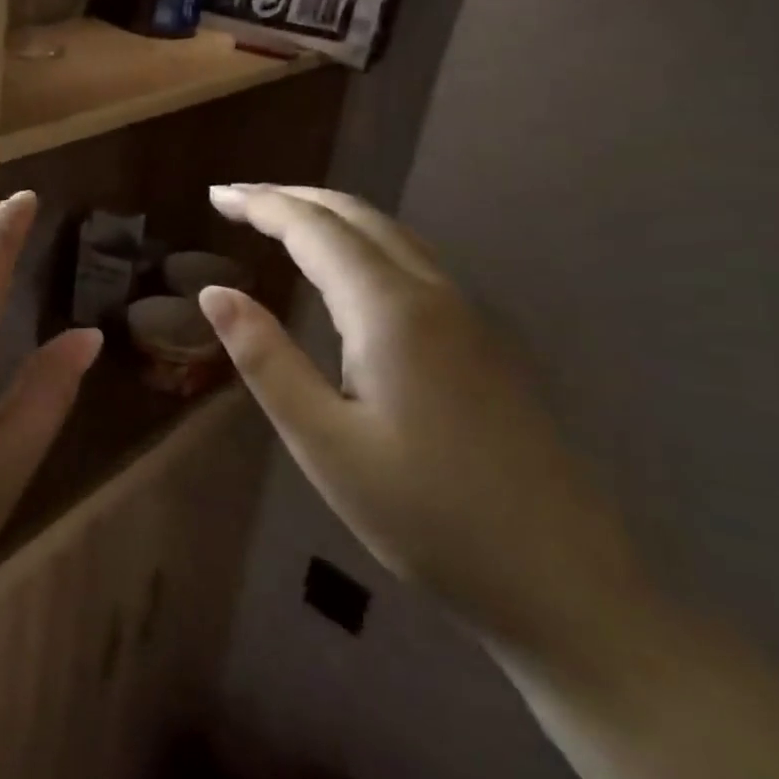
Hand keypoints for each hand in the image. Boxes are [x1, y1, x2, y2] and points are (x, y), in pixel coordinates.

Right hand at [199, 185, 642, 660]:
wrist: (564, 583)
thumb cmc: (426, 515)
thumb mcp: (323, 441)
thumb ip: (265, 359)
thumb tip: (214, 292)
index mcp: (390, 311)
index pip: (315, 230)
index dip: (261, 205)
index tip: (215, 195)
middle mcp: (433, 295)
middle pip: (357, 216)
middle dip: (292, 198)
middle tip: (236, 200)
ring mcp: (467, 317)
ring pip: (389, 235)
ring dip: (328, 216)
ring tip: (278, 221)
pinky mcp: (482, 343)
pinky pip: (410, 261)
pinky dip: (359, 242)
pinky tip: (343, 270)